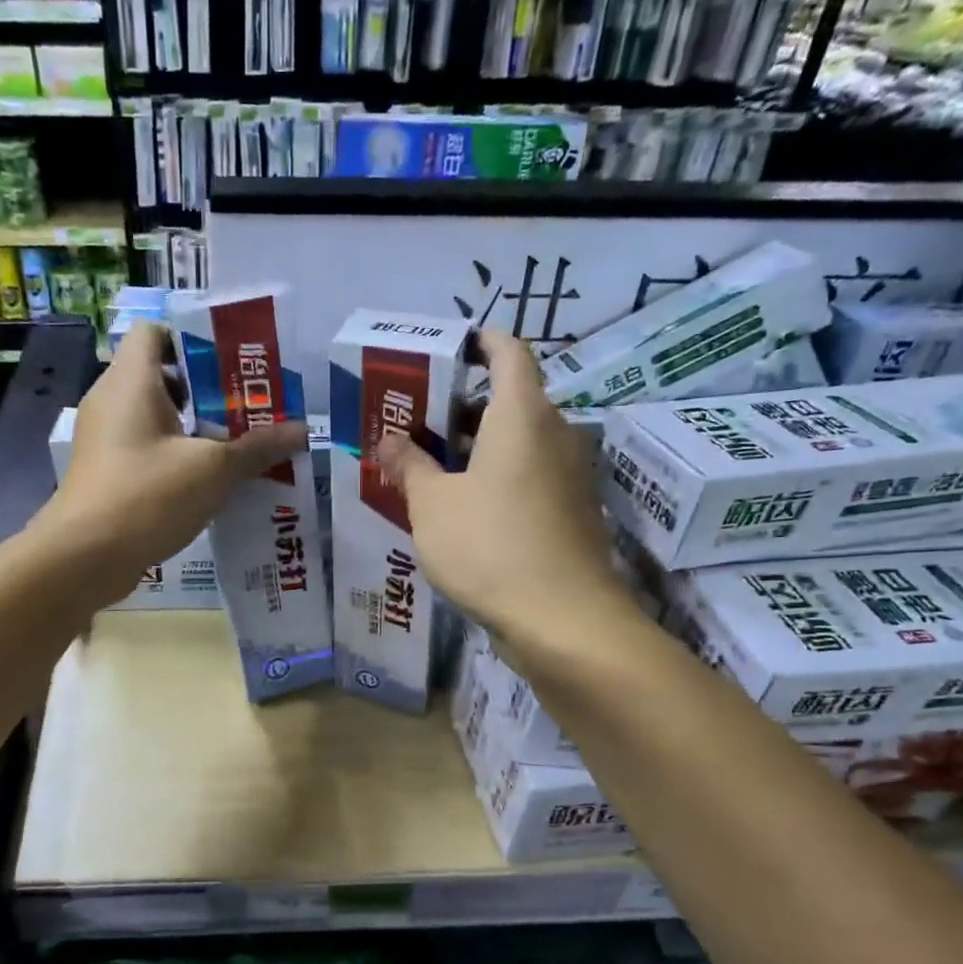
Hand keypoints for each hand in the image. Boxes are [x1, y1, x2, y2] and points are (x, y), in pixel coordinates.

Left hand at [38, 320, 305, 601]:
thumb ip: (257, 447)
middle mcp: (112, 400)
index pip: (155, 332)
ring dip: (197, 428)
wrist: (84, 557)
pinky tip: (212, 480)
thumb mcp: (212, 470)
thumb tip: (302, 431)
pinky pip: (148, 449)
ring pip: (157, 418)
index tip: (233, 364)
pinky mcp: (108, 472)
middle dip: (209, 390)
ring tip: (241, 444)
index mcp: (131, 381)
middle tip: (252, 406)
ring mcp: (106, 439)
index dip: (193, 339)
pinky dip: (178, 456)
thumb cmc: (147, 495)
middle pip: (162, 376)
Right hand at [379, 329, 627, 647]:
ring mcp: (569, 475)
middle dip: (460, 407)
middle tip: (413, 423)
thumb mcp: (432, 505)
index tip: (446, 351)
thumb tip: (390, 439)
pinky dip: (496, 478)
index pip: (509, 351)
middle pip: (509, 400)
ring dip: (475, 448)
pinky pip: (529, 477)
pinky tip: (460, 509)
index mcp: (522, 415)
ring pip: (518, 443)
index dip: (479, 342)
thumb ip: (409, 465)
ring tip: (426, 468)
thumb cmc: (490, 547)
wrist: (564, 622)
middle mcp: (555, 434)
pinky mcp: (571, 512)